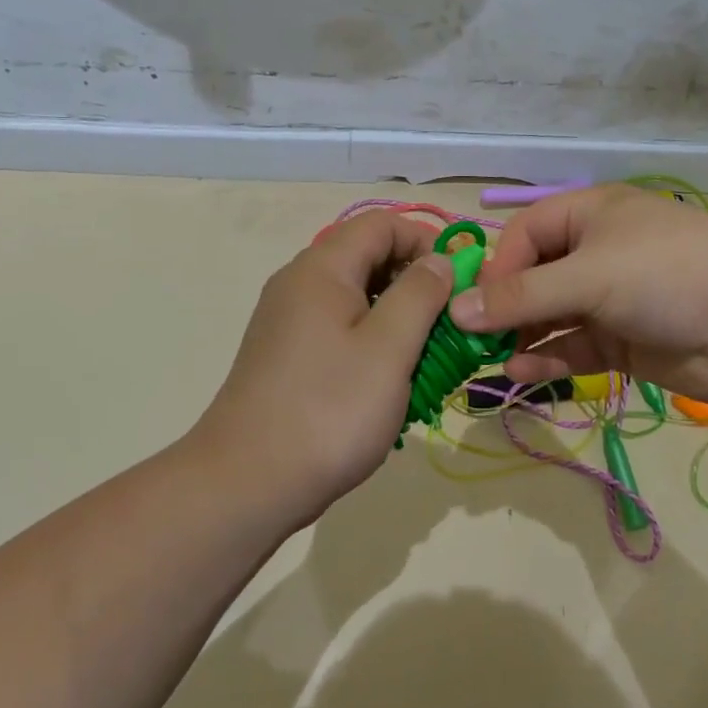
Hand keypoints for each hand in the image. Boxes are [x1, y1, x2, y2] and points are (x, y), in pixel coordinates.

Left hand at [193, 210, 455, 524]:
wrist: (247, 482)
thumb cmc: (329, 410)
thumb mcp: (389, 348)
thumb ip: (420, 294)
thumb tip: (439, 260)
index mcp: (322, 269)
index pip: (382, 224)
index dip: (426, 241)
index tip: (459, 283)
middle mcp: (298, 283)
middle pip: (366, 256)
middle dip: (414, 281)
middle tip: (447, 324)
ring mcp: (287, 320)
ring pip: (354, 296)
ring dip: (395, 315)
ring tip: (424, 356)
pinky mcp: (285, 354)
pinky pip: (337, 328)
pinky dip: (370, 340)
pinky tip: (387, 379)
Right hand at [451, 185, 707, 405]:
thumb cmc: (666, 278)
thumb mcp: (588, 277)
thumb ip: (521, 296)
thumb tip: (456, 311)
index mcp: (591, 214)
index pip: (525, 233)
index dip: (497, 267)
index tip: (476, 304)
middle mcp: (597, 251)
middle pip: (534, 276)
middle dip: (504, 307)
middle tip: (473, 339)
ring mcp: (611, 298)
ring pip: (551, 316)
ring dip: (522, 337)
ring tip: (491, 361)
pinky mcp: (623, 339)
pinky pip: (573, 346)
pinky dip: (548, 358)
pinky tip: (522, 373)